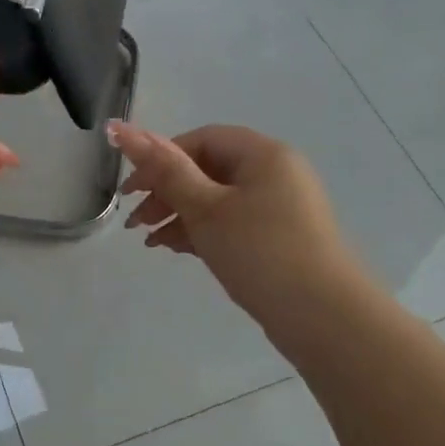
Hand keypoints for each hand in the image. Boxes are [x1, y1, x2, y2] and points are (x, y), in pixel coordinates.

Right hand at [108, 121, 368, 336]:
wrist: (323, 317)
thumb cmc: (260, 252)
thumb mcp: (205, 209)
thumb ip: (163, 170)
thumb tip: (120, 128)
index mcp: (263, 154)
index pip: (200, 140)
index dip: (160, 158)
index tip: (131, 192)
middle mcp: (275, 173)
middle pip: (207, 169)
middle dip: (166, 192)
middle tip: (135, 222)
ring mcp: (279, 208)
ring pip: (217, 200)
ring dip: (179, 215)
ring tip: (150, 242)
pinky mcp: (279, 239)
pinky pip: (231, 223)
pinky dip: (202, 232)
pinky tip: (176, 249)